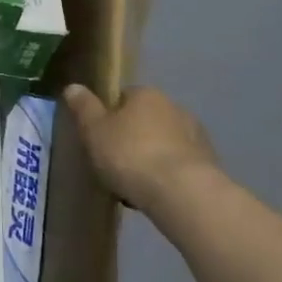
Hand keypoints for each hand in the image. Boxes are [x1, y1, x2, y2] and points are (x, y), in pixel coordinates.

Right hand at [62, 84, 224, 219]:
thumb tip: (73, 86)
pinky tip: (156, 195)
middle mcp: (174, 107)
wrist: (182, 193)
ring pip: (164, 144)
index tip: (100, 139)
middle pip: (145, 120)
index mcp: (146, 94)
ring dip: (152, 158)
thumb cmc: (131, 155)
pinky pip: (179, 166)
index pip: (123, 97)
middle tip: (115, 164)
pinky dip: (168, 176)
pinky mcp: (209, 164)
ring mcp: (196, 136)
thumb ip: (84, 108)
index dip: (109, 117)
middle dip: (132, 138)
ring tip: (135, 186)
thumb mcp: (95, 131)